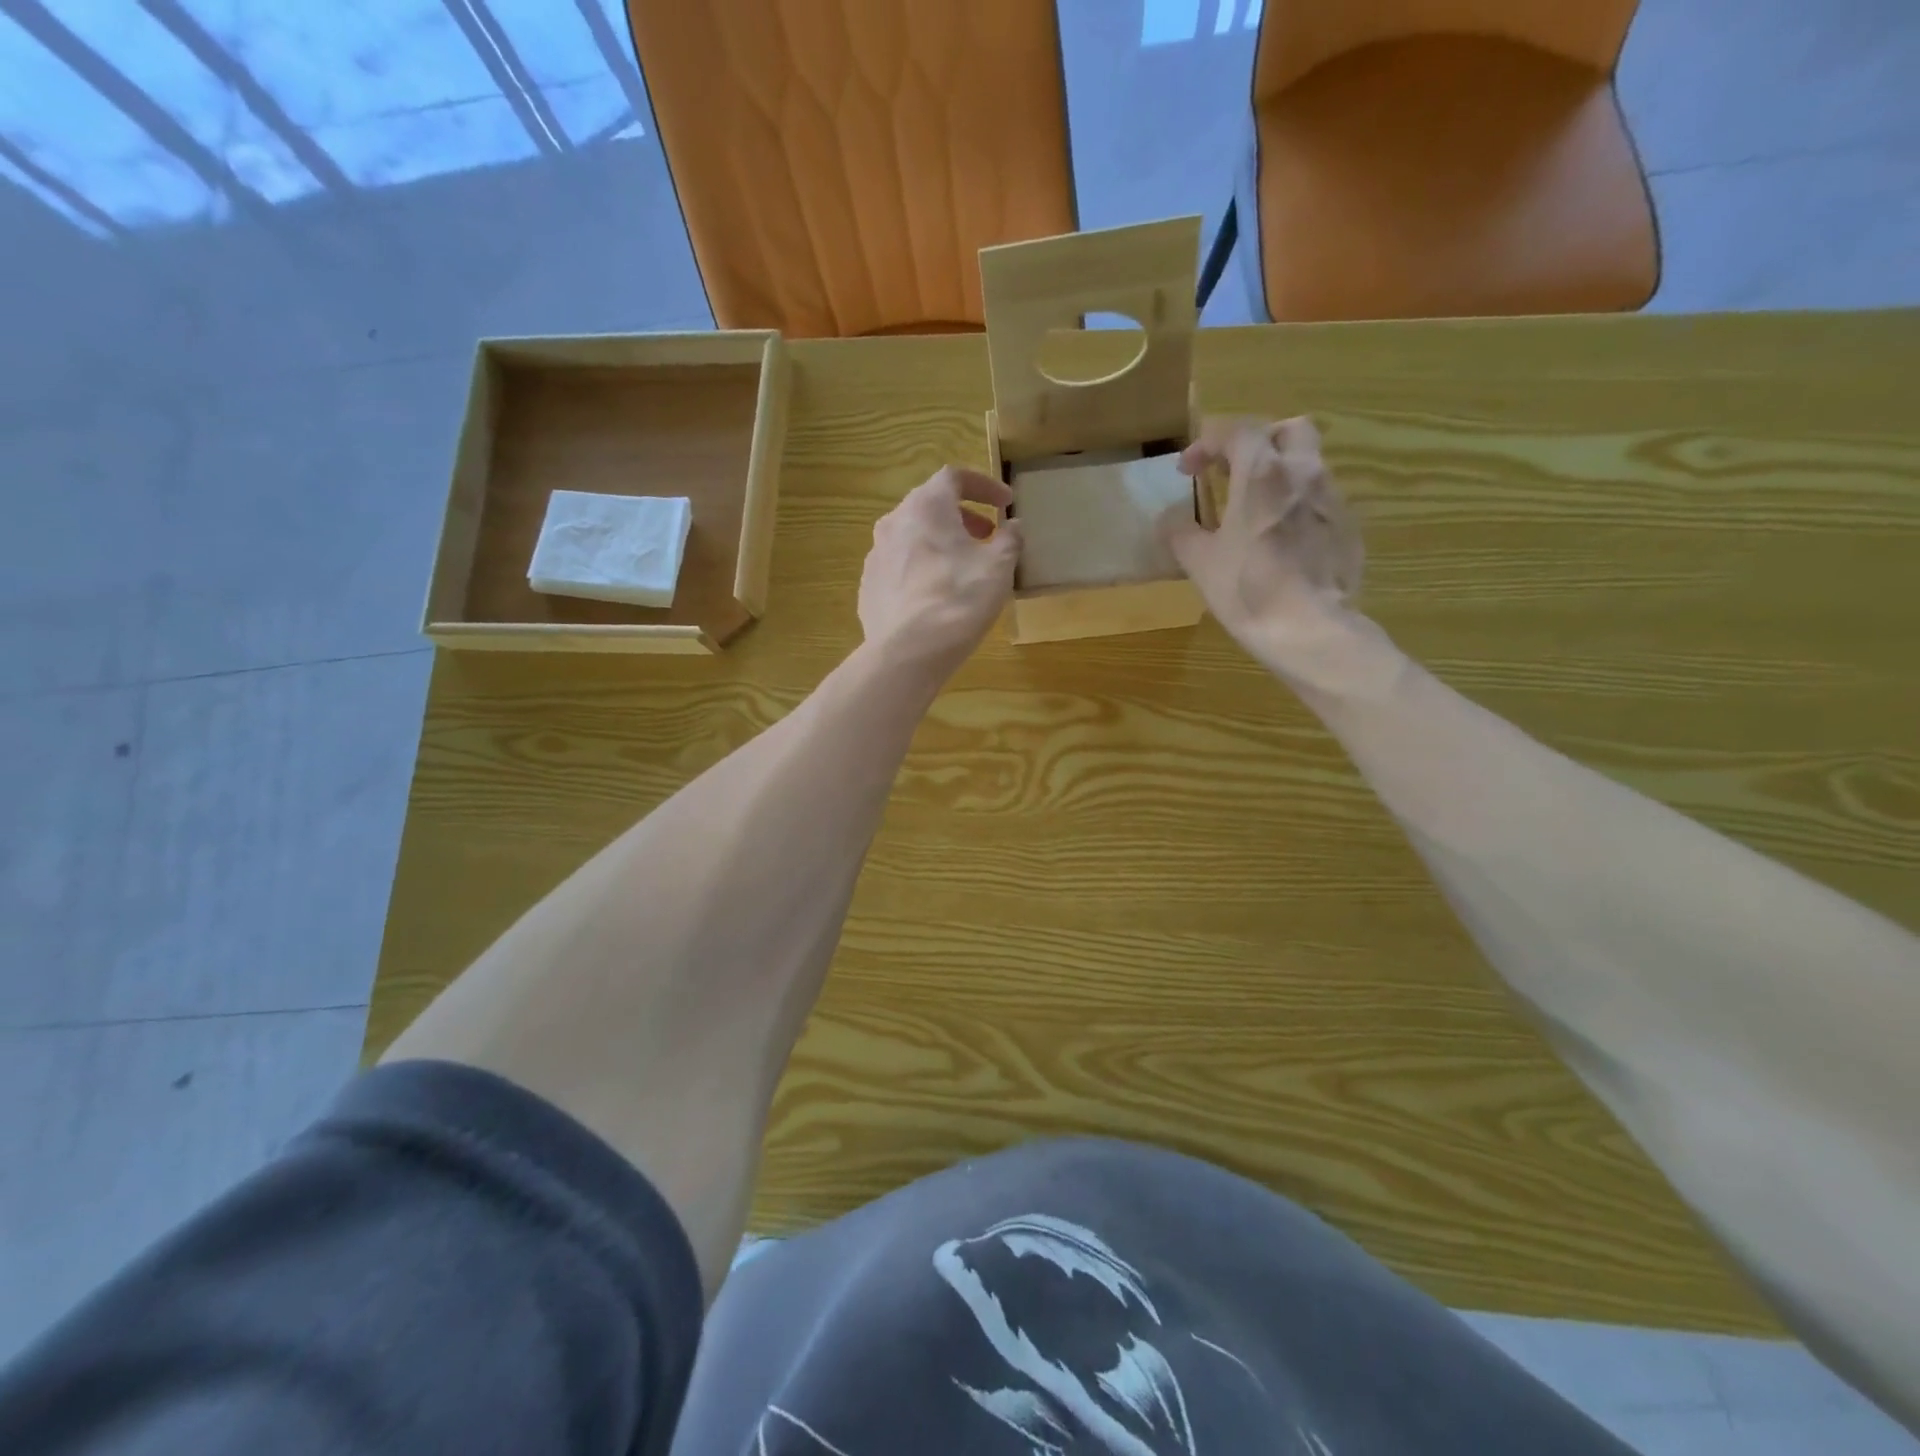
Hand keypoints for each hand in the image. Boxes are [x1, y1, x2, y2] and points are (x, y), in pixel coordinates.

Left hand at [859, 466, 1021, 680]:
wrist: (908, 652)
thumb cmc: (959, 600)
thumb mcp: (999, 567)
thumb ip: (1009, 540)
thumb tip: (1013, 528)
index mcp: (926, 506)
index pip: (955, 477)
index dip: (984, 486)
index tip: (1006, 504)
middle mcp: (894, 522)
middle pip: (930, 506)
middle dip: (962, 517)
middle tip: (986, 537)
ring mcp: (875, 555)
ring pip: (912, 537)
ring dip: (940, 543)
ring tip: (962, 568)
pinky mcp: (868, 586)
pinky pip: (899, 567)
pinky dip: (921, 569)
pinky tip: (935, 596)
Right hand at [1160, 416, 1366, 674]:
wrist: (1311, 630)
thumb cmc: (1248, 589)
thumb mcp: (1199, 562)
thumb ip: (1180, 531)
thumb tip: (1169, 518)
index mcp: (1263, 473)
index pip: (1237, 431)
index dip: (1208, 443)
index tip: (1188, 470)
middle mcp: (1304, 473)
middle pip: (1288, 431)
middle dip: (1258, 443)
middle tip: (1233, 471)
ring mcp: (1333, 500)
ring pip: (1309, 465)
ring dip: (1280, 474)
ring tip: (1256, 509)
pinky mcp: (1349, 528)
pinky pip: (1322, 501)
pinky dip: (1299, 506)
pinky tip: (1283, 540)